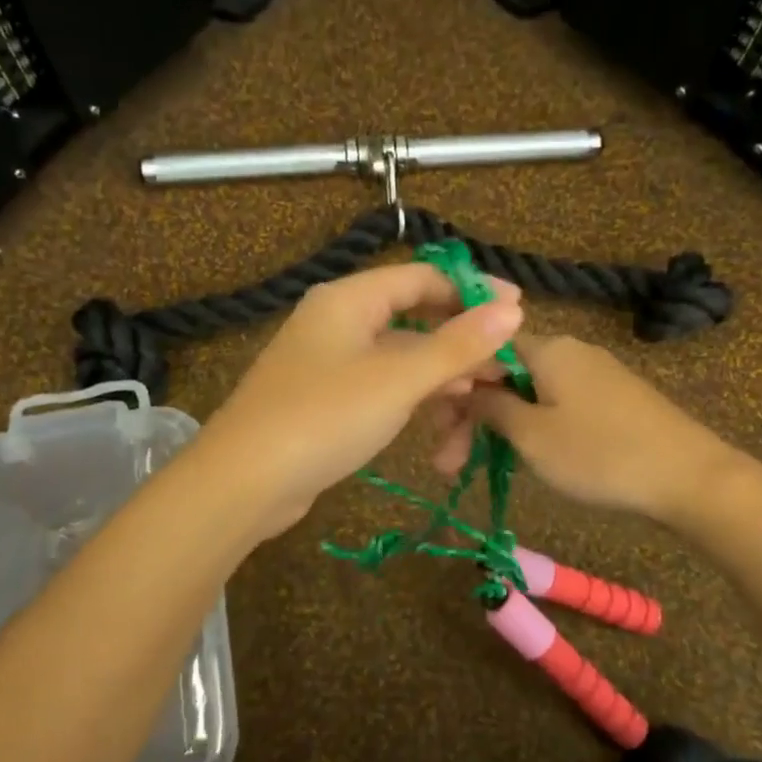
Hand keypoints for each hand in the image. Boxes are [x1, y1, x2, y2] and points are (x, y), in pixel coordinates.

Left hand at [197, 262, 523, 536]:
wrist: (244, 483)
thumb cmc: (324, 417)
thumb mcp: (398, 379)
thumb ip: (457, 344)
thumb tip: (512, 309)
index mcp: (349, 299)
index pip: (423, 277)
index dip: (472, 292)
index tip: (518, 313)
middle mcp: (338, 322)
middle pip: (414, 318)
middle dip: (461, 345)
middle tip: (503, 370)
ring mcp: (330, 363)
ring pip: (401, 359)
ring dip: (441, 380)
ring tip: (477, 408)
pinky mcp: (327, 401)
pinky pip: (382, 388)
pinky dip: (412, 401)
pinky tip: (439, 428)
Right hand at [432, 333, 737, 524]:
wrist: (690, 478)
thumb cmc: (600, 454)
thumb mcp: (532, 436)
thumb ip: (491, 407)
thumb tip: (463, 384)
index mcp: (548, 348)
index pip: (484, 349)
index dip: (455, 384)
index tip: (436, 426)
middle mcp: (570, 351)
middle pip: (504, 374)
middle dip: (472, 416)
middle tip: (447, 465)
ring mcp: (595, 375)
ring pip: (529, 394)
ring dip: (499, 428)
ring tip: (478, 469)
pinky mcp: (614, 400)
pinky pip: (557, 405)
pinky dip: (532, 429)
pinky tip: (523, 457)